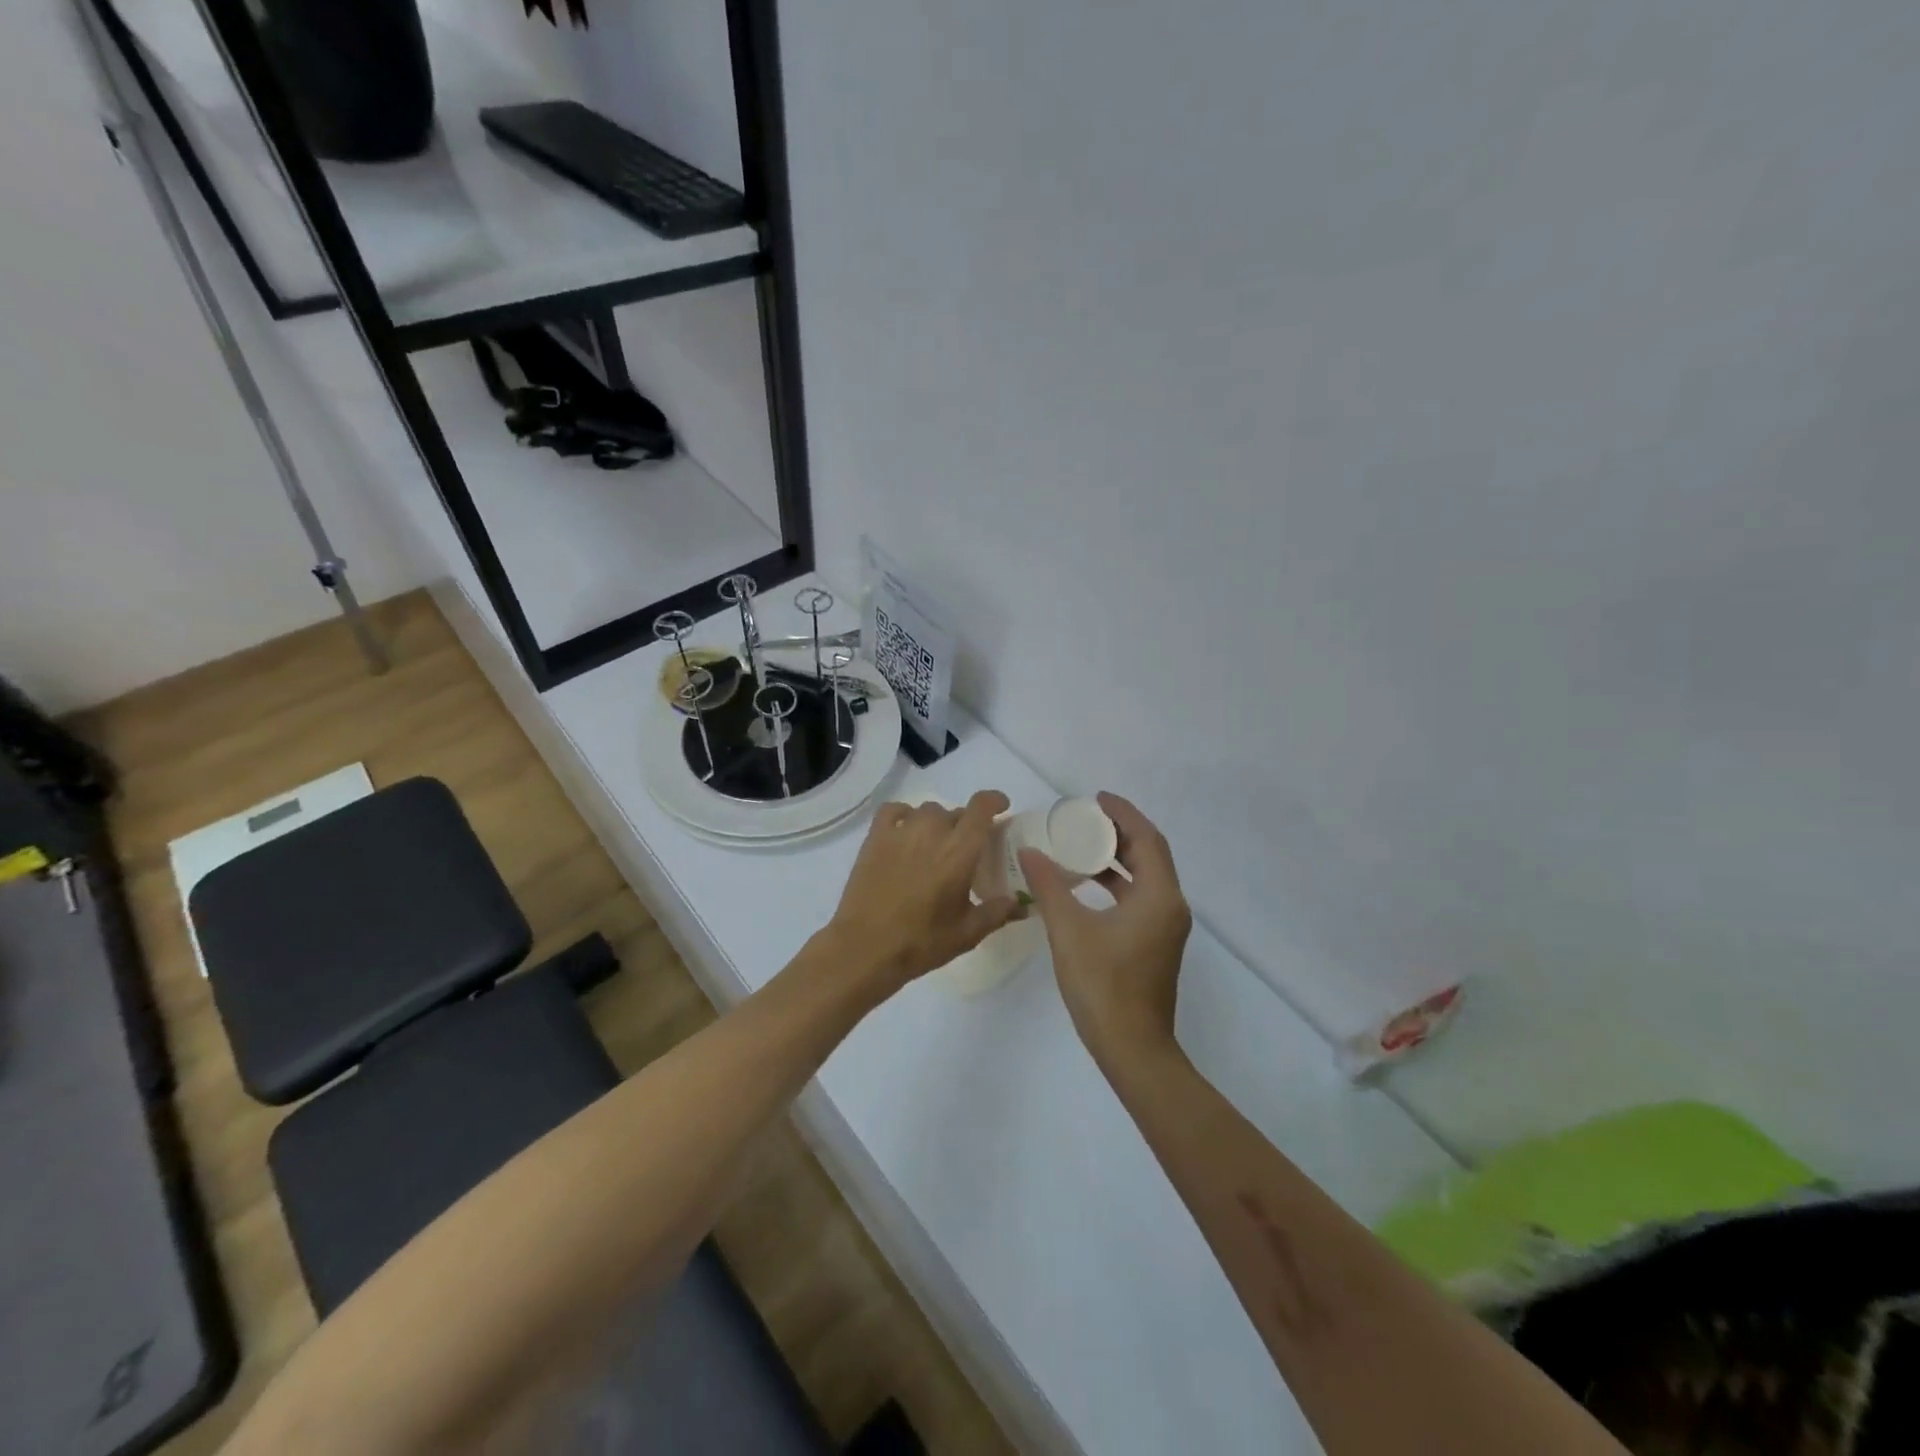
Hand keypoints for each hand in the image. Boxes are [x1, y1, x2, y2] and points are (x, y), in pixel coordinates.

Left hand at [825, 791, 1021, 999]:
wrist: (865, 948)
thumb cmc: (922, 941)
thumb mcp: (968, 932)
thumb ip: (998, 912)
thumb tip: (1021, 904)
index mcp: (960, 849)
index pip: (982, 807)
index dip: (995, 801)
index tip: (1002, 808)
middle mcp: (932, 830)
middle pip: (956, 812)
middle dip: (966, 826)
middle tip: (966, 851)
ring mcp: (901, 831)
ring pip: (927, 811)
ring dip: (937, 823)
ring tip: (935, 846)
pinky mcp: (875, 838)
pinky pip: (894, 811)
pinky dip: (905, 815)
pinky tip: (906, 832)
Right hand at [1019, 792, 1192, 1067]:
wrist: (1132, 1049)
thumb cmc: (1103, 985)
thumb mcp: (1069, 930)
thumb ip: (1048, 886)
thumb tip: (1029, 851)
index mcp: (1159, 897)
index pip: (1147, 839)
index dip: (1123, 814)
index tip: (1096, 798)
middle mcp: (1170, 906)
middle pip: (1150, 855)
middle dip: (1119, 832)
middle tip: (1084, 817)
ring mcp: (1165, 928)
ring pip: (1145, 878)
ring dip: (1117, 858)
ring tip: (1081, 844)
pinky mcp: (1155, 944)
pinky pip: (1139, 898)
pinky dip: (1117, 884)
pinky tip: (1086, 885)